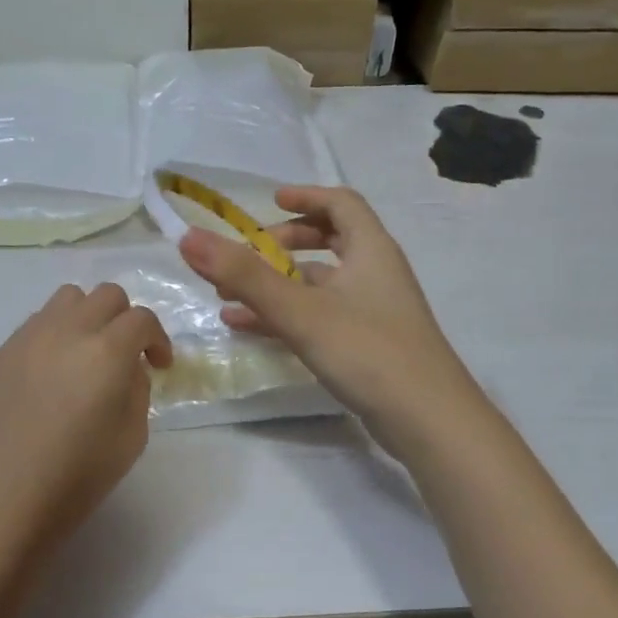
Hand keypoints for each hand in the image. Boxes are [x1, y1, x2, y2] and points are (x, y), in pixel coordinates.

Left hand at [0, 283, 170, 558]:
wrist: (3, 500)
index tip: (158, 365)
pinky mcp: (0, 353)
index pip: (141, 319)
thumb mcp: (132, 437)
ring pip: (67, 298)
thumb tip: (127, 367)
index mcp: (106, 352)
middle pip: (106, 295)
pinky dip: (55, 335)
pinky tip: (51, 375)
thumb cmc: (77, 477)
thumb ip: (137, 388)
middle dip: (125, 320)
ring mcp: (27, 338)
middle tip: (125, 355)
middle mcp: (67, 331)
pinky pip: (36, 324)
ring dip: (87, 317)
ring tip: (86, 354)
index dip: (157, 339)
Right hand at [179, 186, 482, 453]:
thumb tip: (189, 237)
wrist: (428, 421)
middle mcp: (376, 273)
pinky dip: (287, 316)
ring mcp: (374, 311)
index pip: (341, 203)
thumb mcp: (299, 311)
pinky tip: (248, 329)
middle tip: (248, 254)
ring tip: (229, 296)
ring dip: (278, 284)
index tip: (269, 202)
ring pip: (320, 284)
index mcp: (371, 250)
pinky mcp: (369, 345)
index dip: (305, 196)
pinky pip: (321, 317)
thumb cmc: (368, 351)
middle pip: (331, 241)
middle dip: (285, 244)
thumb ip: (243, 276)